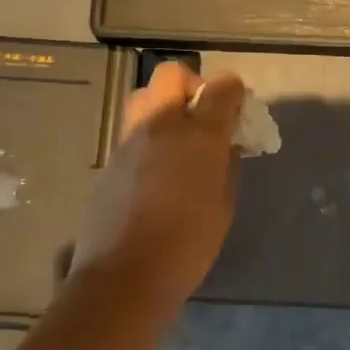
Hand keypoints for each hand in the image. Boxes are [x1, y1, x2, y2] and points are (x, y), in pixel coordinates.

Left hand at [67, 63, 245, 305]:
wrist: (124, 275)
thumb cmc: (188, 245)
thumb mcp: (224, 206)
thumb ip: (227, 165)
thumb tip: (226, 144)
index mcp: (199, 134)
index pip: (221, 87)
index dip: (234, 92)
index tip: (239, 111)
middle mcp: (162, 124)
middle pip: (173, 74)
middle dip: (192, 85)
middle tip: (203, 117)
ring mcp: (130, 139)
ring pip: (146, 96)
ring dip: (165, 105)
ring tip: (177, 140)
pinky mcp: (110, 158)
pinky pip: (133, 129)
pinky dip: (149, 135)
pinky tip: (157, 170)